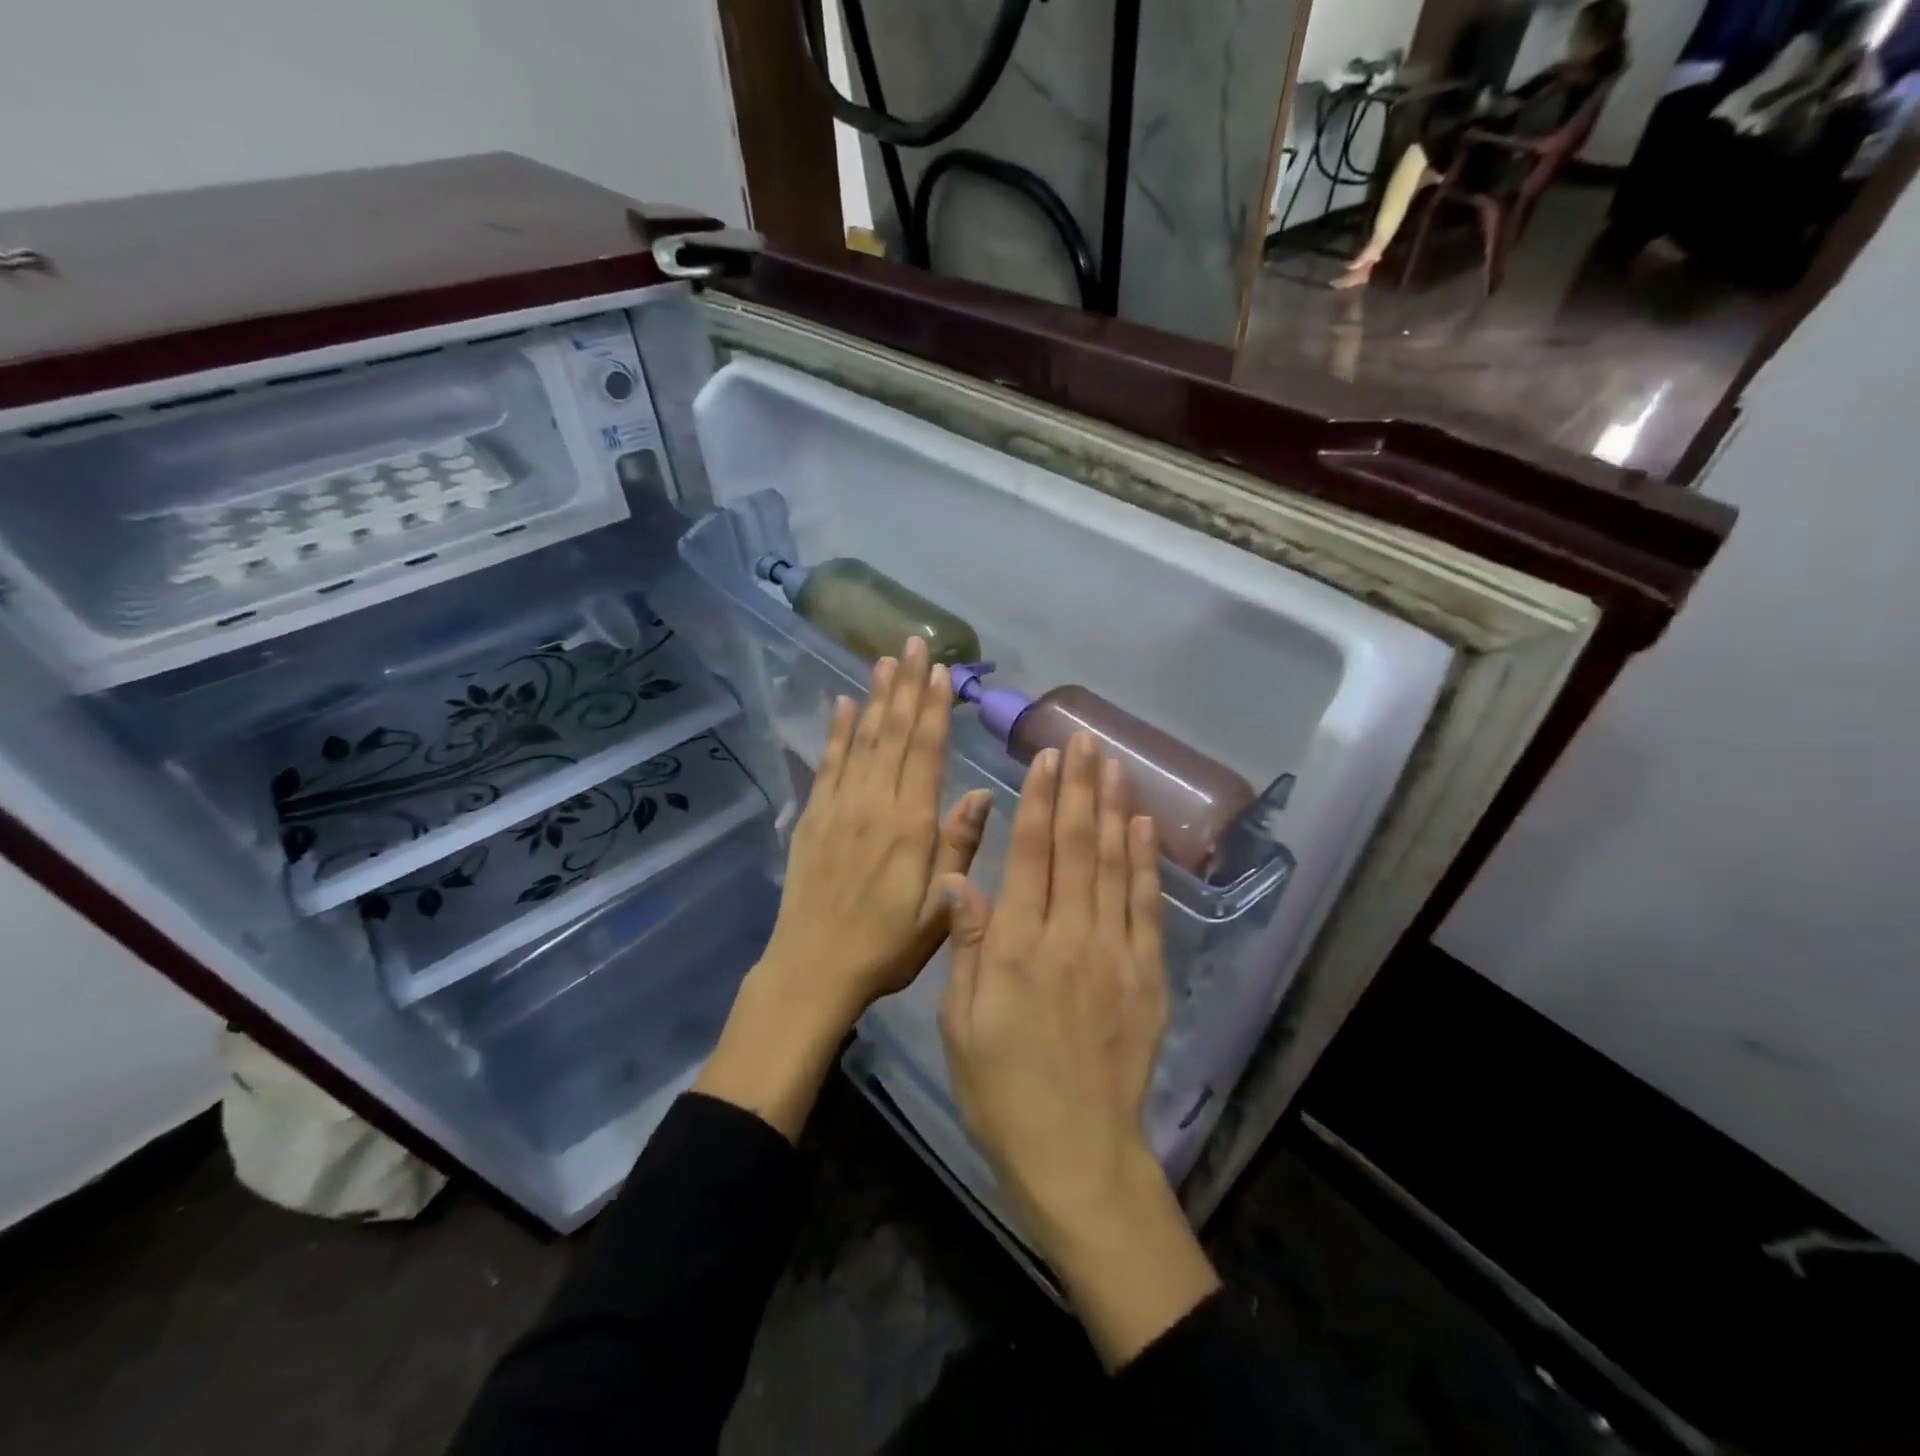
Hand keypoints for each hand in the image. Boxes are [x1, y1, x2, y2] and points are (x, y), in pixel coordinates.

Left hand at [697, 636, 990, 1139]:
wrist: (813, 969)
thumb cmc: (886, 944)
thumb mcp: (938, 909)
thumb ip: (958, 847)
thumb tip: (980, 792)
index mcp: (910, 824)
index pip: (926, 752)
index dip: (934, 708)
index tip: (940, 670)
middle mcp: (875, 804)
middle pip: (894, 734)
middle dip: (906, 687)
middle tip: (914, 644)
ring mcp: (839, 807)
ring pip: (862, 740)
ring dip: (875, 698)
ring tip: (884, 660)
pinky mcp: (813, 818)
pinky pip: (828, 765)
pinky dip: (837, 733)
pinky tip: (843, 706)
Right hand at [938, 732, 1218, 1368]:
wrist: (1076, 1152)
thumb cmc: (1001, 1088)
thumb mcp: (960, 1023)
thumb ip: (966, 946)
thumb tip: (959, 879)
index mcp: (1017, 947)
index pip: (1031, 856)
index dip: (1040, 802)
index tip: (1047, 759)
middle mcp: (1069, 937)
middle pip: (1078, 847)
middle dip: (1081, 788)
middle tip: (1085, 740)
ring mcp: (1114, 954)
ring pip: (1115, 866)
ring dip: (1113, 810)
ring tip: (1113, 764)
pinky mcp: (1145, 975)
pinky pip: (1146, 907)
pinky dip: (1145, 862)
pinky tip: (1142, 827)